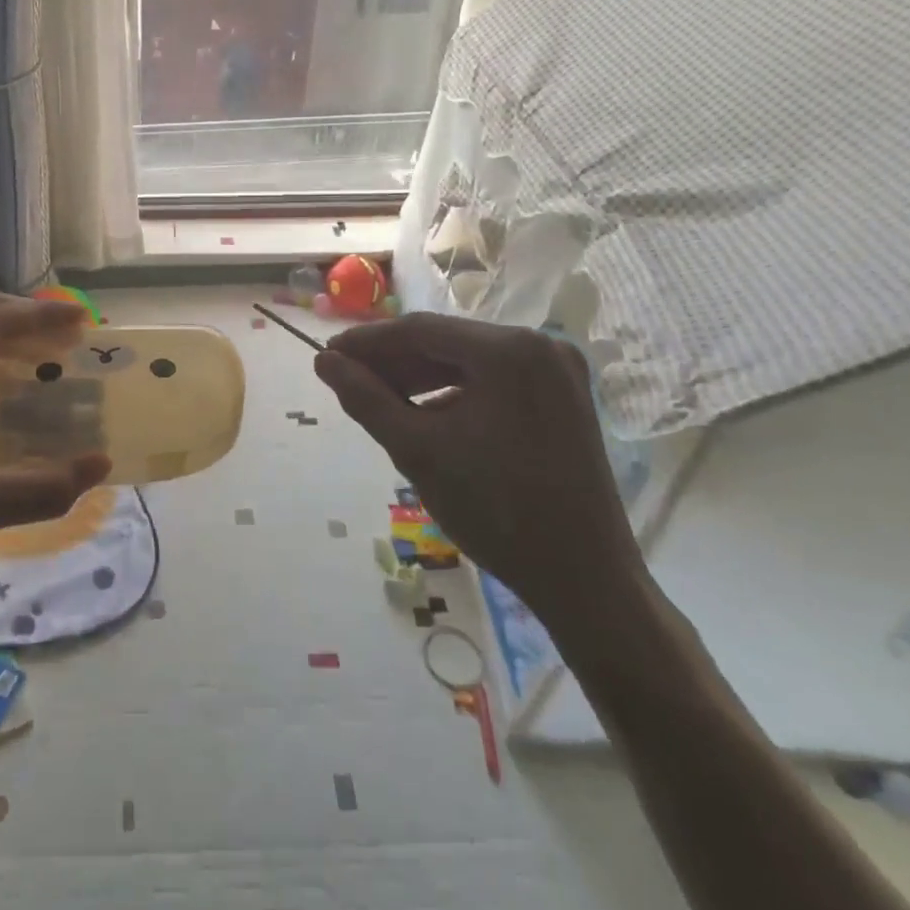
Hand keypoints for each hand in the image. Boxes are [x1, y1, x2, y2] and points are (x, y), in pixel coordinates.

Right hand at [313, 314, 645, 638]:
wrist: (584, 579)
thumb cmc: (495, 510)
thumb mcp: (417, 450)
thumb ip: (365, 398)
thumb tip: (324, 362)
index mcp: (509, 350)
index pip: (420, 330)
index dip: (367, 342)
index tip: (327, 355)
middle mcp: (539, 345)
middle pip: (446, 343)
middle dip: (393, 362)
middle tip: (346, 379)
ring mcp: (557, 371)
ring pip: (468, 361)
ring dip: (420, 378)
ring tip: (376, 399)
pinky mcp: (562, 397)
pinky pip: (493, 381)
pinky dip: (454, 393)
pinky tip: (424, 417)